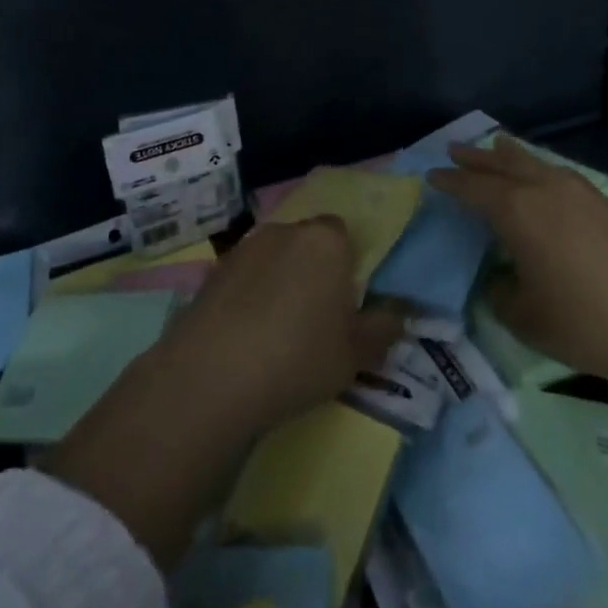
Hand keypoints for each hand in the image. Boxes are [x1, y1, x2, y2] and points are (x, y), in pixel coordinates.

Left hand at [152, 215, 404, 436]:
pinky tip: (246, 337)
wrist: (211, 376)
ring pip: (273, 259)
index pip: (344, 234)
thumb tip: (396, 314)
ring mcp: (243, 249)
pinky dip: (248, 298)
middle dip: (313, 271)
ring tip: (278, 332)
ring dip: (279, 283)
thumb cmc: (299, 357)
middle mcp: (284, 231)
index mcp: (325, 240)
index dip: (347, 266)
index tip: (346, 303)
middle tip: (316, 318)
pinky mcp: (211, 273)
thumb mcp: (356, 354)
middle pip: (307, 243)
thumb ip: (382, 329)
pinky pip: (243, 279)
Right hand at [429, 136, 607, 383]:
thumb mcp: (527, 319)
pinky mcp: (607, 205)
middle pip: (502, 165)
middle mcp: (545, 190)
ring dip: (510, 155)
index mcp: (517, 211)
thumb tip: (500, 279)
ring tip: (496, 144)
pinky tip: (544, 177)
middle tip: (454, 148)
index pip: (473, 188)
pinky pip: (559, 173)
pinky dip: (539, 168)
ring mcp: (580, 193)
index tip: (431, 176)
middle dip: (476, 158)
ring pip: (535, 163)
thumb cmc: (588, 321)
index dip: (450, 182)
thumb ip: (502, 295)